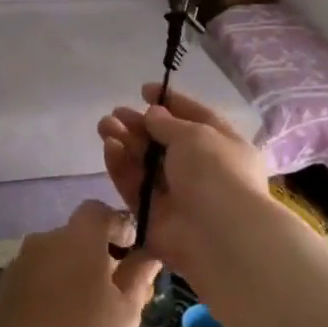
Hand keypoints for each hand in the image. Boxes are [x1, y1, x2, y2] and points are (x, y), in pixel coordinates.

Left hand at [0, 201, 161, 326]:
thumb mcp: (126, 311)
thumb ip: (138, 275)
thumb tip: (148, 253)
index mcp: (77, 239)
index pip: (98, 211)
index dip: (117, 226)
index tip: (130, 254)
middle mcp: (43, 241)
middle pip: (76, 237)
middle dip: (96, 256)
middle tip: (114, 294)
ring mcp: (18, 264)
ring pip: (54, 259)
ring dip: (71, 274)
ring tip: (85, 315)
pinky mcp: (2, 289)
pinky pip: (34, 279)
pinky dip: (48, 291)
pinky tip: (56, 325)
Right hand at [97, 84, 275, 280]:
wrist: (219, 235)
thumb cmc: (216, 173)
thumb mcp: (195, 135)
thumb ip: (168, 123)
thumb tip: (153, 114)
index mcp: (223, 146)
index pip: (195, 118)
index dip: (170, 103)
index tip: (144, 90)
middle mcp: (201, 170)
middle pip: (164, 142)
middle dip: (139, 124)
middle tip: (115, 113)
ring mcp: (176, 195)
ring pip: (145, 164)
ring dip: (125, 142)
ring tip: (104, 125)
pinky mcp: (153, 216)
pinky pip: (134, 187)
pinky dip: (121, 167)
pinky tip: (109, 148)